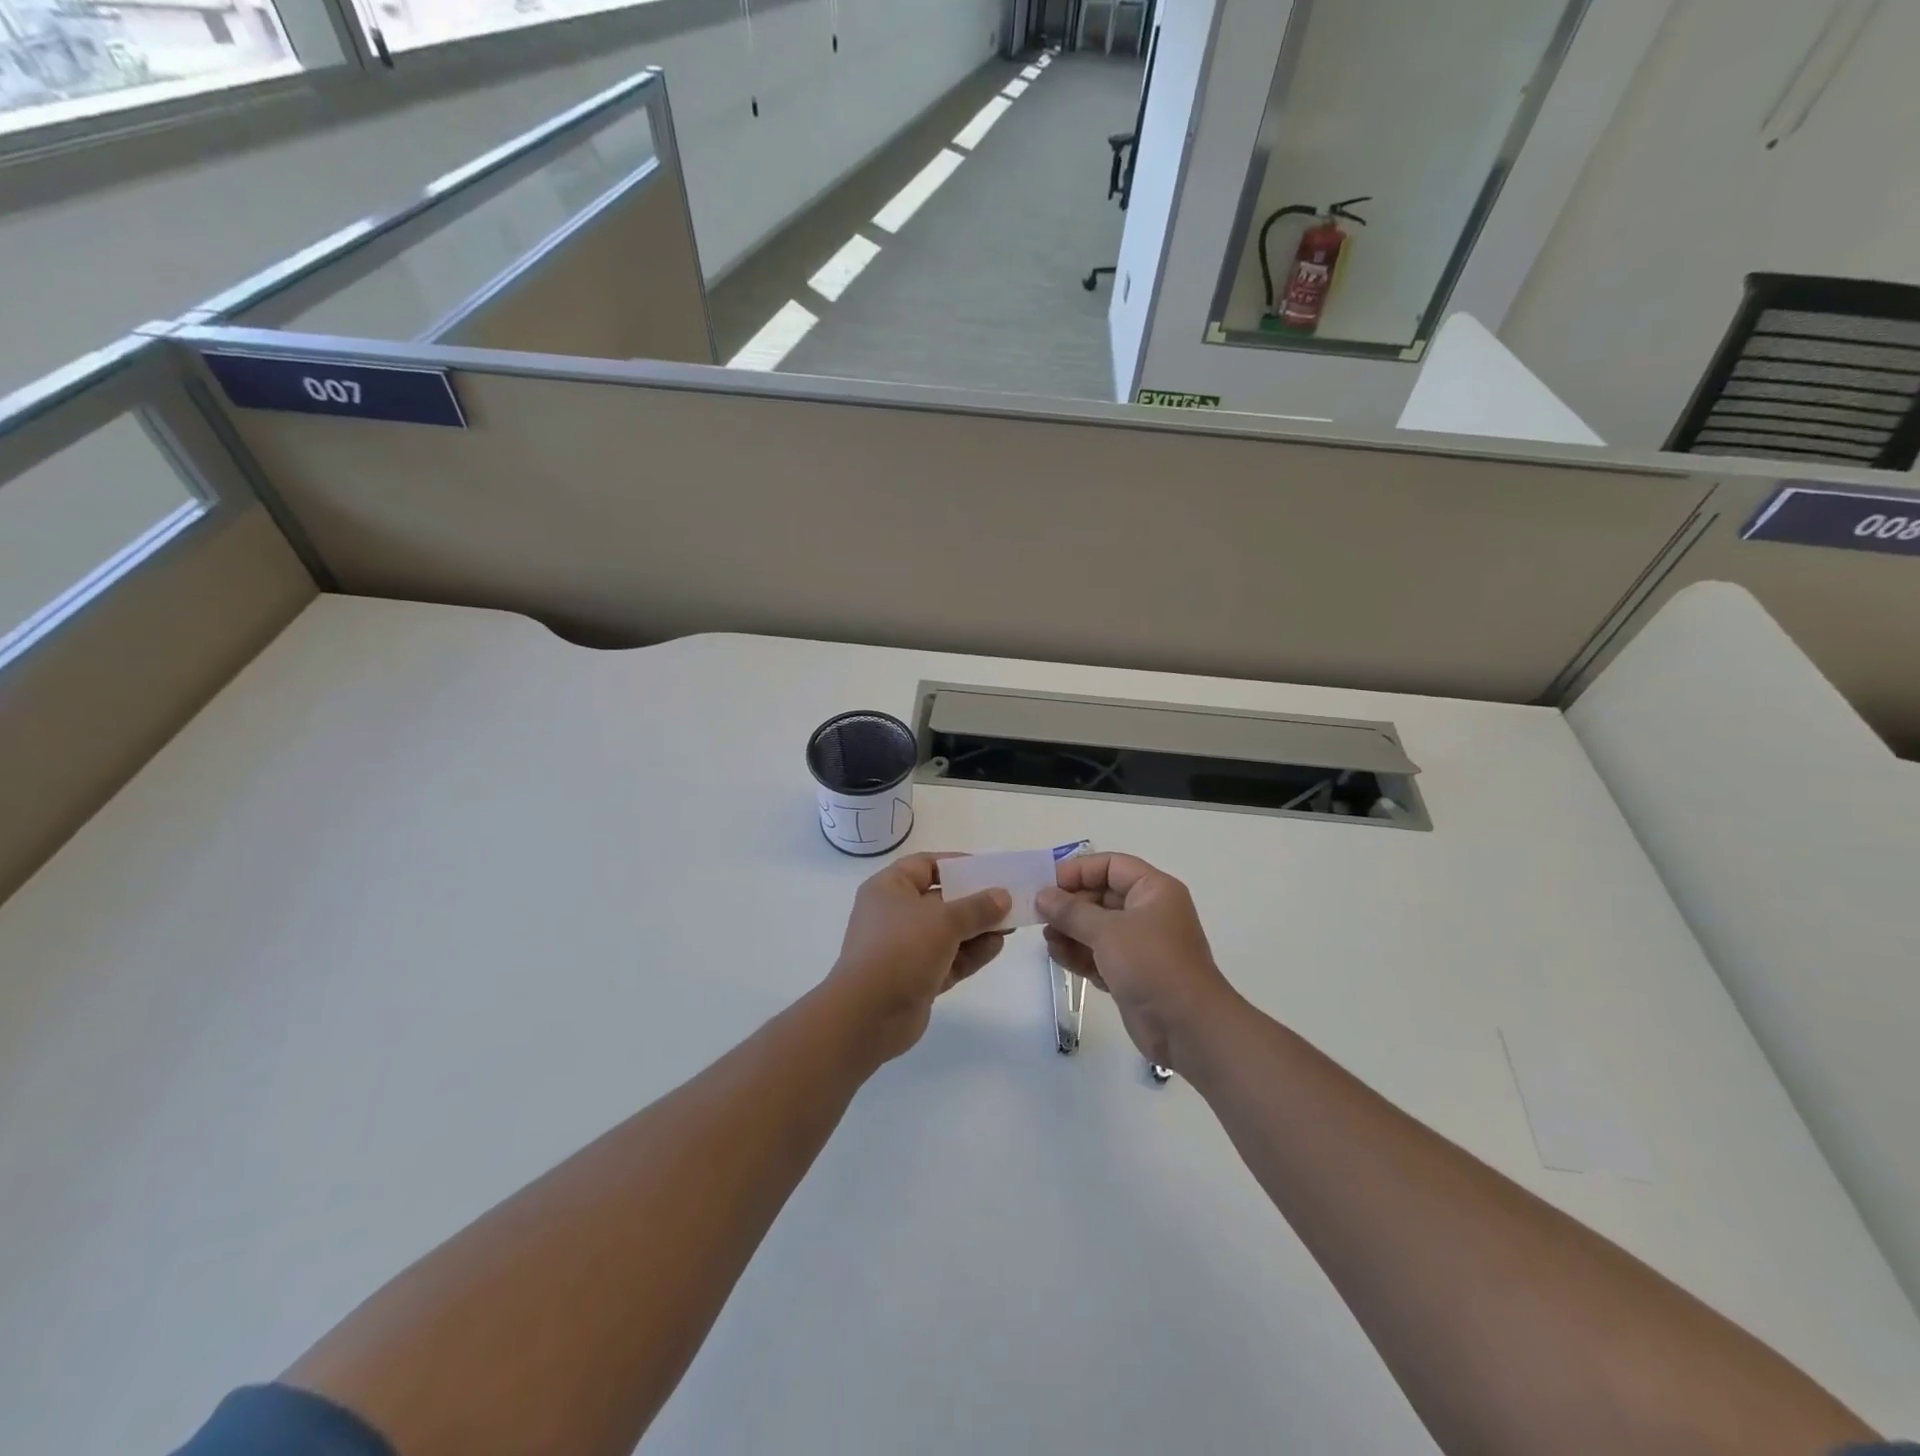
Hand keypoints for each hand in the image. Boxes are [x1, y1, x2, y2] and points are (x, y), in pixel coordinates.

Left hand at [825, 853, 1011, 1064]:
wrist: (867, 1015)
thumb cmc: (901, 950)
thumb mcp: (944, 921)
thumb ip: (977, 907)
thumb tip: (1003, 896)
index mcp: (889, 888)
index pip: (925, 865)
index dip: (957, 864)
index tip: (988, 870)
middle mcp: (894, 914)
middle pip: (940, 900)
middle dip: (974, 901)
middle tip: (1008, 900)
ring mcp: (904, 948)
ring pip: (947, 932)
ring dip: (977, 928)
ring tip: (1011, 925)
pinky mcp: (916, 978)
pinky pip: (948, 959)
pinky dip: (971, 953)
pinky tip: (997, 946)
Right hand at [1036, 854, 1239, 1071]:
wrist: (1188, 1027)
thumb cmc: (1151, 964)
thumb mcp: (1107, 931)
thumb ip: (1071, 911)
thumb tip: (1042, 896)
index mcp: (1153, 890)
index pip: (1111, 866)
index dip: (1078, 870)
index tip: (1046, 883)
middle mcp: (1148, 912)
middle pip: (1101, 896)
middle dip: (1069, 905)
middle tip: (1038, 914)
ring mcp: (1140, 945)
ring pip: (1097, 927)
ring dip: (1070, 931)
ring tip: (1048, 940)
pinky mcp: (1131, 973)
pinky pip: (1099, 954)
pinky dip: (1079, 954)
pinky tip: (1058, 956)